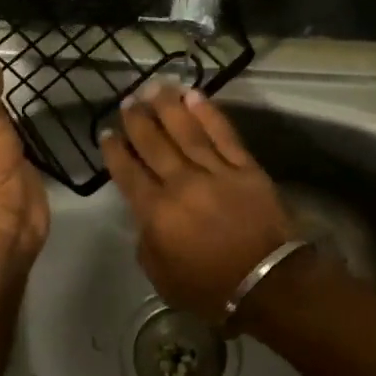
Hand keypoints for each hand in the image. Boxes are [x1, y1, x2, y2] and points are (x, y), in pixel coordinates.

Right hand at [99, 84, 297, 323]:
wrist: (268, 282)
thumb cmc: (211, 288)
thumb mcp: (162, 278)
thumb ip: (147, 243)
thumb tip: (146, 218)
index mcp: (157, 212)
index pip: (129, 173)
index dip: (116, 151)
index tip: (107, 133)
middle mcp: (181, 184)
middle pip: (154, 144)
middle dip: (138, 120)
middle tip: (128, 101)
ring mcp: (215, 172)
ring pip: (186, 131)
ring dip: (168, 107)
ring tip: (155, 87)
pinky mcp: (245, 167)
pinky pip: (223, 134)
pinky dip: (208, 113)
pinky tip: (195, 96)